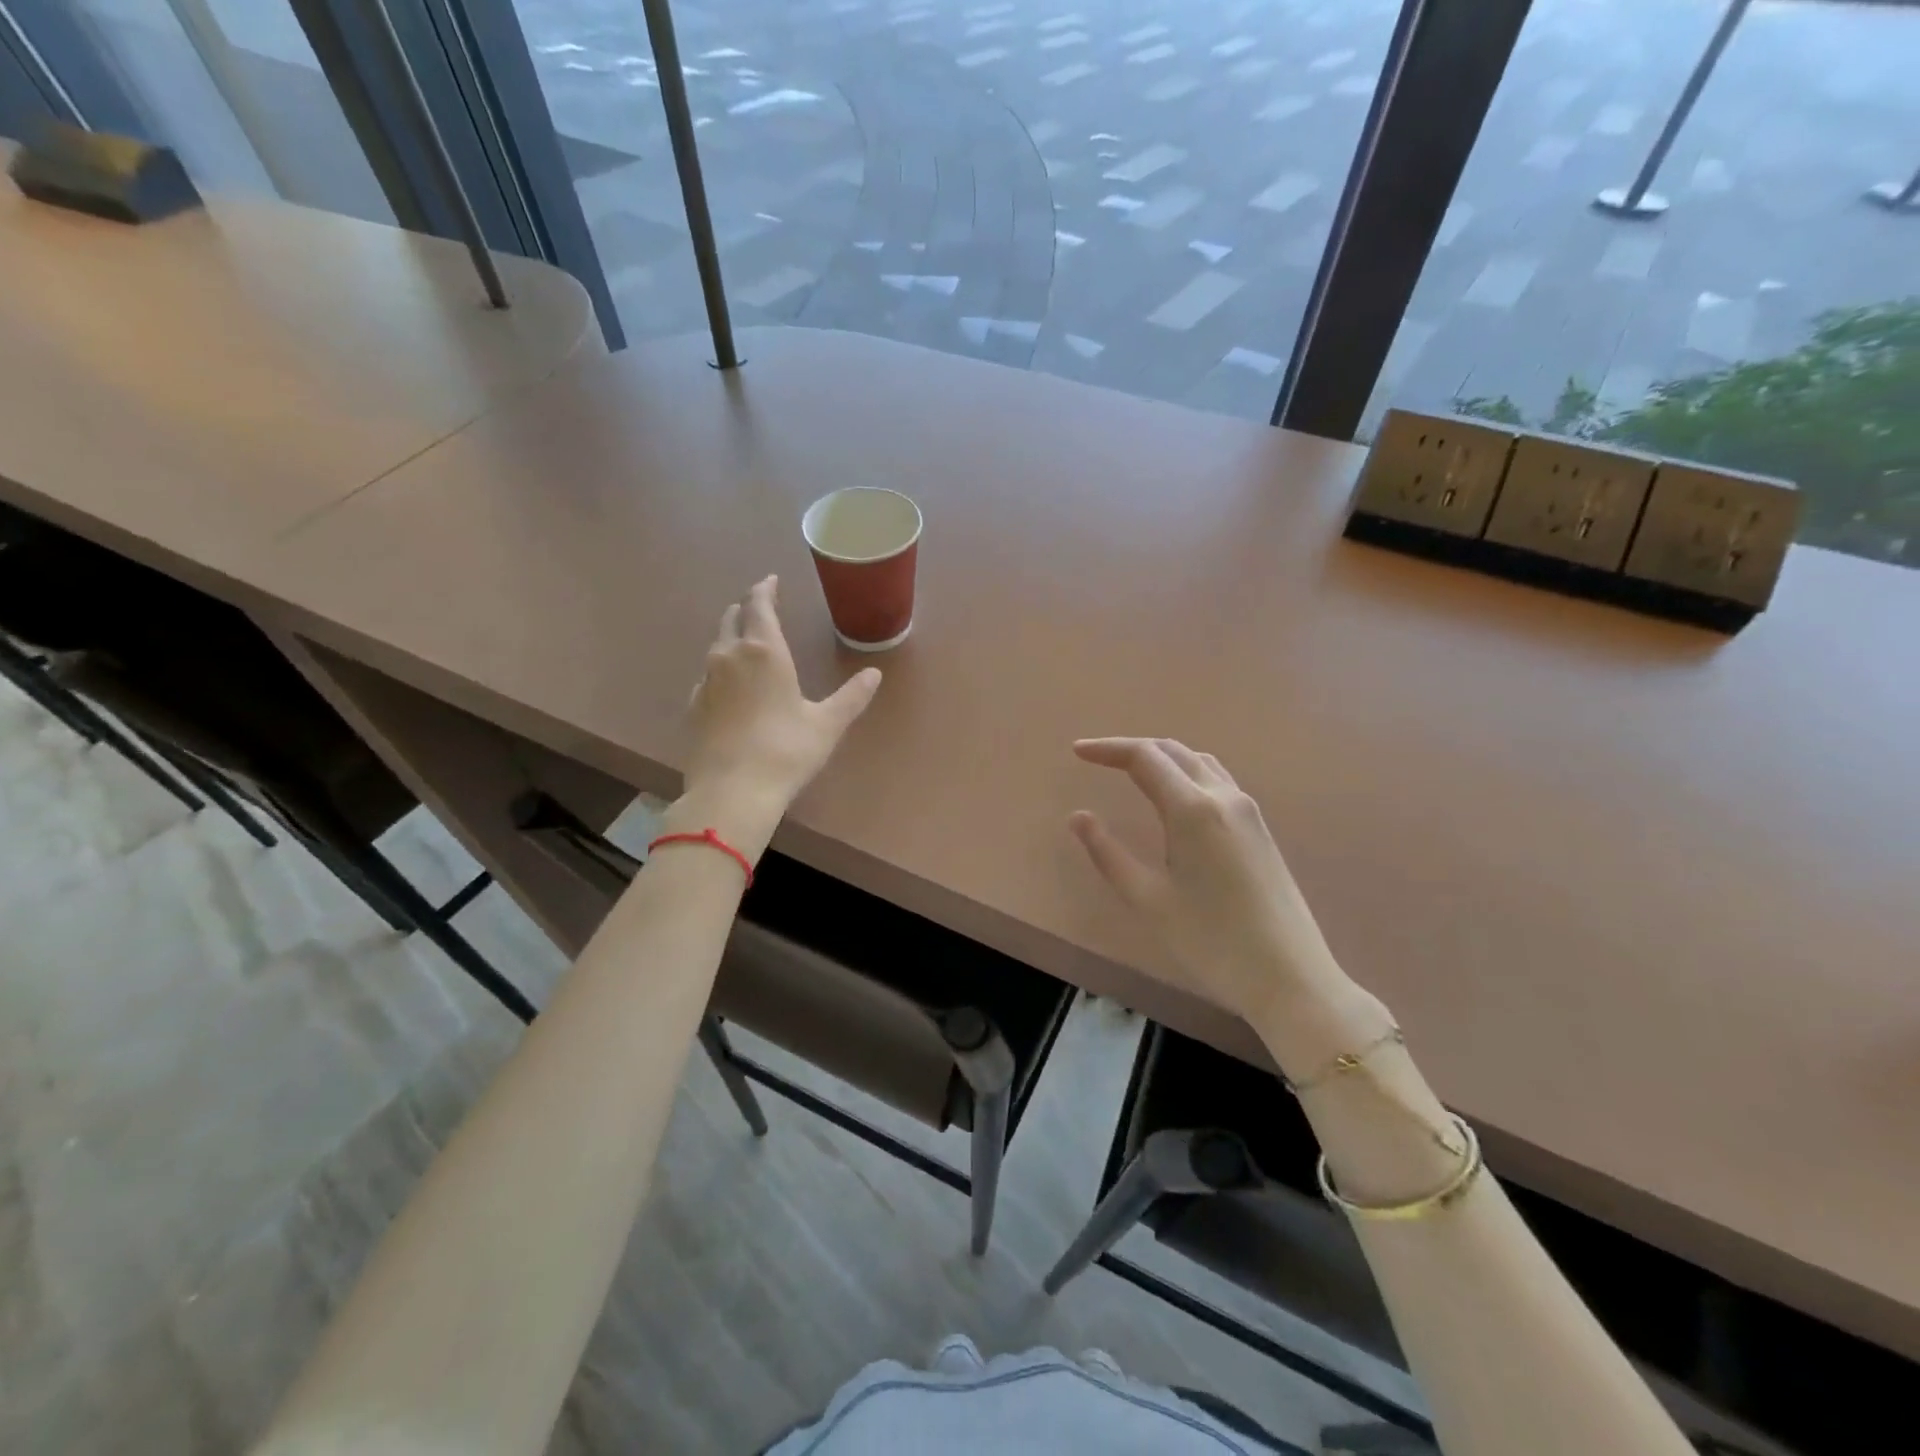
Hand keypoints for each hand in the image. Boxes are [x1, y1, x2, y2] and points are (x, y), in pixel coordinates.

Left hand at [682, 577, 880, 831]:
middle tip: (759, 607)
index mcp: (764, 651)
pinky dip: (719, 670)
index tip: (770, 581)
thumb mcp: (827, 724)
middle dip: (746, 609)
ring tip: (746, 643)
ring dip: (731, 637)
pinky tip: (728, 687)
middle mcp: (729, 657)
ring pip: (716, 646)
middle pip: (732, 619)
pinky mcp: (693, 708)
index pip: (759, 605)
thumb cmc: (786, 751)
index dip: (765, 589)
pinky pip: (707, 676)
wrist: (732, 792)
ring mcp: (706, 682)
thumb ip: (851, 697)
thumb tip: (874, 674)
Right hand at [1069, 738, 1368, 1033]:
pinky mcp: (1260, 829)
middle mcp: (1223, 797)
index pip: (1144, 757)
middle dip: (1131, 749)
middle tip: (1097, 758)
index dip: (1107, 749)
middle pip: (1173, 751)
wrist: (1290, 977)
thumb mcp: (1148, 900)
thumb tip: (1078, 817)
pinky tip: (1174, 797)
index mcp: (1193, 809)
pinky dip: (1186, 773)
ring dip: (1162, 757)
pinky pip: (1217, 781)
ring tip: (1131, 771)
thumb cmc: (1211, 942)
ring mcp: (1248, 811)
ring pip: (1199, 762)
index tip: (1077, 751)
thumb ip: (1108, 853)